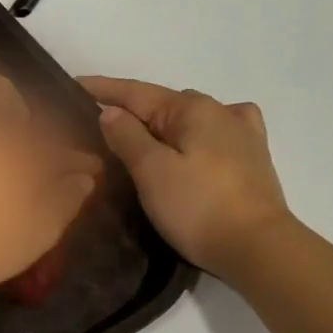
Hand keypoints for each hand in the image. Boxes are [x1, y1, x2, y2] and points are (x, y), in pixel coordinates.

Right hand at [81, 76, 293, 282]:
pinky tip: (200, 139)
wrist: (258, 248)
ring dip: (163, 122)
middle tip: (98, 122)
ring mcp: (241, 134)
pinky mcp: (253, 159)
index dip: (103, 88)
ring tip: (141, 135)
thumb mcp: (151, 170)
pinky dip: (197, 132)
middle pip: (163, 104)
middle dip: (131, 108)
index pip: (136, 93)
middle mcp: (220, 111)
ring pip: (190, 118)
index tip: (74, 84)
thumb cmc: (198, 206)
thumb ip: (127, 136)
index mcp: (192, 109)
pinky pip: (217, 132)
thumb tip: (111, 111)